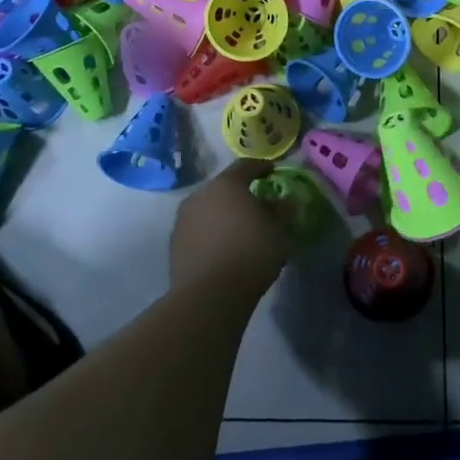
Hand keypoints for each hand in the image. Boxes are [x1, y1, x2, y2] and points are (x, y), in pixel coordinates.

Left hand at [170, 159, 292, 295]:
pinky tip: (223, 248)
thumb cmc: (250, 253)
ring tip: (239, 229)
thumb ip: (282, 212)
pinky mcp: (174, 243)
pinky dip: (211, 232)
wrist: (209, 295)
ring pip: (208, 208)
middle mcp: (201, 195)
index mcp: (227, 184)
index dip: (261, 166)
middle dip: (240, 193)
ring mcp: (183, 219)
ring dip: (223, 214)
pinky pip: (198, 229)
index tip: (272, 171)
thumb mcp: (278, 231)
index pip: (246, 165)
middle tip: (257, 204)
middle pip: (224, 187)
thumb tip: (284, 202)